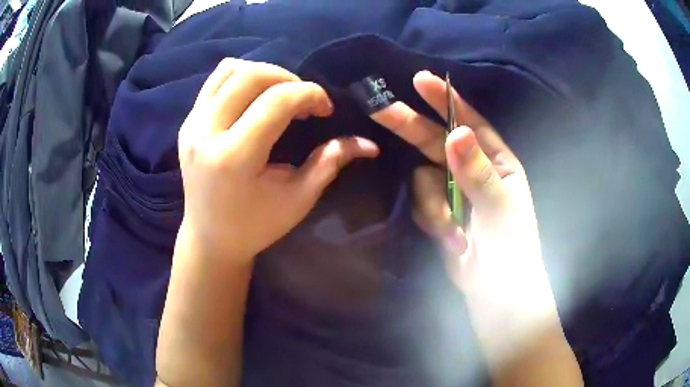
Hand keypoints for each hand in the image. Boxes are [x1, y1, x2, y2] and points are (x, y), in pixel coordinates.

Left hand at [177, 59, 378, 262]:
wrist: (209, 239)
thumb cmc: (255, 227)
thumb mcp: (298, 199)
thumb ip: (329, 163)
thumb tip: (367, 143)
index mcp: (234, 157)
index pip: (277, 100)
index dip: (310, 94)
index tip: (325, 109)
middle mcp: (206, 133)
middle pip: (251, 75)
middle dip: (288, 78)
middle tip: (304, 100)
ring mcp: (192, 125)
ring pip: (230, 70)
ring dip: (263, 73)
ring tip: (279, 94)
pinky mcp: (186, 124)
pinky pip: (214, 82)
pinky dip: (240, 78)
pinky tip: (254, 98)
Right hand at [371, 71, 559, 358]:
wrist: (494, 292)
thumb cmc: (511, 250)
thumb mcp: (500, 210)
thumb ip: (477, 173)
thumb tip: (454, 134)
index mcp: (497, 161)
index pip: (469, 122)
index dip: (445, 101)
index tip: (420, 80)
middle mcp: (473, 168)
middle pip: (435, 140)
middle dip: (410, 125)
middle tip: (380, 108)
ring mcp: (454, 190)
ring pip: (424, 178)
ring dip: (435, 205)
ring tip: (455, 231)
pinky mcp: (439, 211)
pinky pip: (423, 202)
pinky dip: (433, 219)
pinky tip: (451, 238)